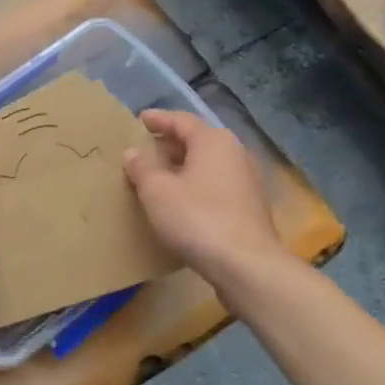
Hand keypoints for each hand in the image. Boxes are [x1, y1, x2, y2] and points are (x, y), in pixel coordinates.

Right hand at [123, 109, 281, 287]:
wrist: (246, 264)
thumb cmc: (197, 218)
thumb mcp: (157, 192)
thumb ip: (142, 168)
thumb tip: (133, 152)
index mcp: (213, 141)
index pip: (181, 120)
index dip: (158, 119)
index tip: (139, 120)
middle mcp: (235, 153)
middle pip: (197, 140)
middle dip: (170, 144)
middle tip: (145, 149)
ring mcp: (247, 180)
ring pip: (208, 164)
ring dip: (183, 166)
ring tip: (159, 176)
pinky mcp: (251, 206)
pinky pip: (217, 184)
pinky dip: (196, 185)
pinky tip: (182, 201)